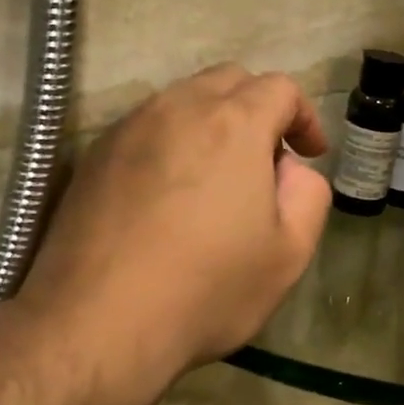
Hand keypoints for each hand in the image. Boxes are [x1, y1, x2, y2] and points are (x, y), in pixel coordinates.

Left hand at [6, 64, 331, 401]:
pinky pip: (146, 128)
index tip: (309, 154)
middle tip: (267, 160)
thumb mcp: (290, 252)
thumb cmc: (208, 289)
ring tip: (217, 176)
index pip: (280, 87)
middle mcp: (178, 108)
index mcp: (234, 123)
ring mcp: (129, 128)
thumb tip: (288, 168)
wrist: (98, 324)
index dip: (304, 116)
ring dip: (213, 122)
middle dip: (259, 109)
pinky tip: (169, 193)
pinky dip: (172, 141)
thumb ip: (308, 194)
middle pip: (229, 80)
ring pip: (183, 100)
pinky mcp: (94, 156)